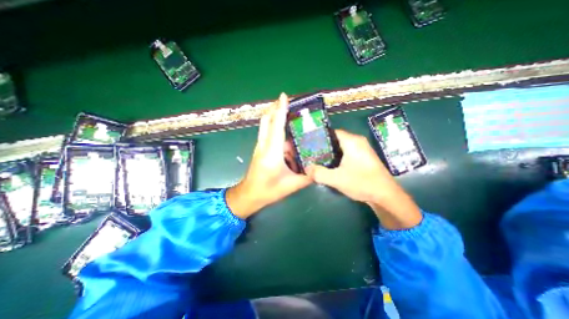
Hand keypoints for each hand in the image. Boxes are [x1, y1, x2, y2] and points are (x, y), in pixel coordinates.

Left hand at [226, 92, 312, 219]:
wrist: (249, 195)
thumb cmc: (268, 191)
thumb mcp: (291, 185)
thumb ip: (308, 176)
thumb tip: (320, 168)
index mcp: (272, 153)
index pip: (276, 126)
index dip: (280, 110)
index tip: (284, 96)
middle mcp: (264, 145)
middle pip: (267, 120)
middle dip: (276, 108)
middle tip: (288, 101)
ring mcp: (260, 146)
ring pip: (265, 126)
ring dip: (275, 116)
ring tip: (289, 113)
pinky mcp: (260, 149)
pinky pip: (267, 133)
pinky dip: (275, 127)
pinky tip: (286, 132)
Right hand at [307, 130, 421, 229]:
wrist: (386, 195)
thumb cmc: (362, 183)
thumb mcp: (336, 179)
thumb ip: (319, 173)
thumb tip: (306, 169)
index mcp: (352, 141)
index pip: (332, 132)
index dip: (319, 137)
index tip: (308, 144)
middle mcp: (357, 141)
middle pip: (335, 139)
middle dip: (323, 146)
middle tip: (311, 154)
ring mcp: (362, 149)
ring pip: (341, 146)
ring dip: (330, 153)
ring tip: (317, 159)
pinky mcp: (363, 157)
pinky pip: (346, 152)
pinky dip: (337, 157)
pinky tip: (330, 165)